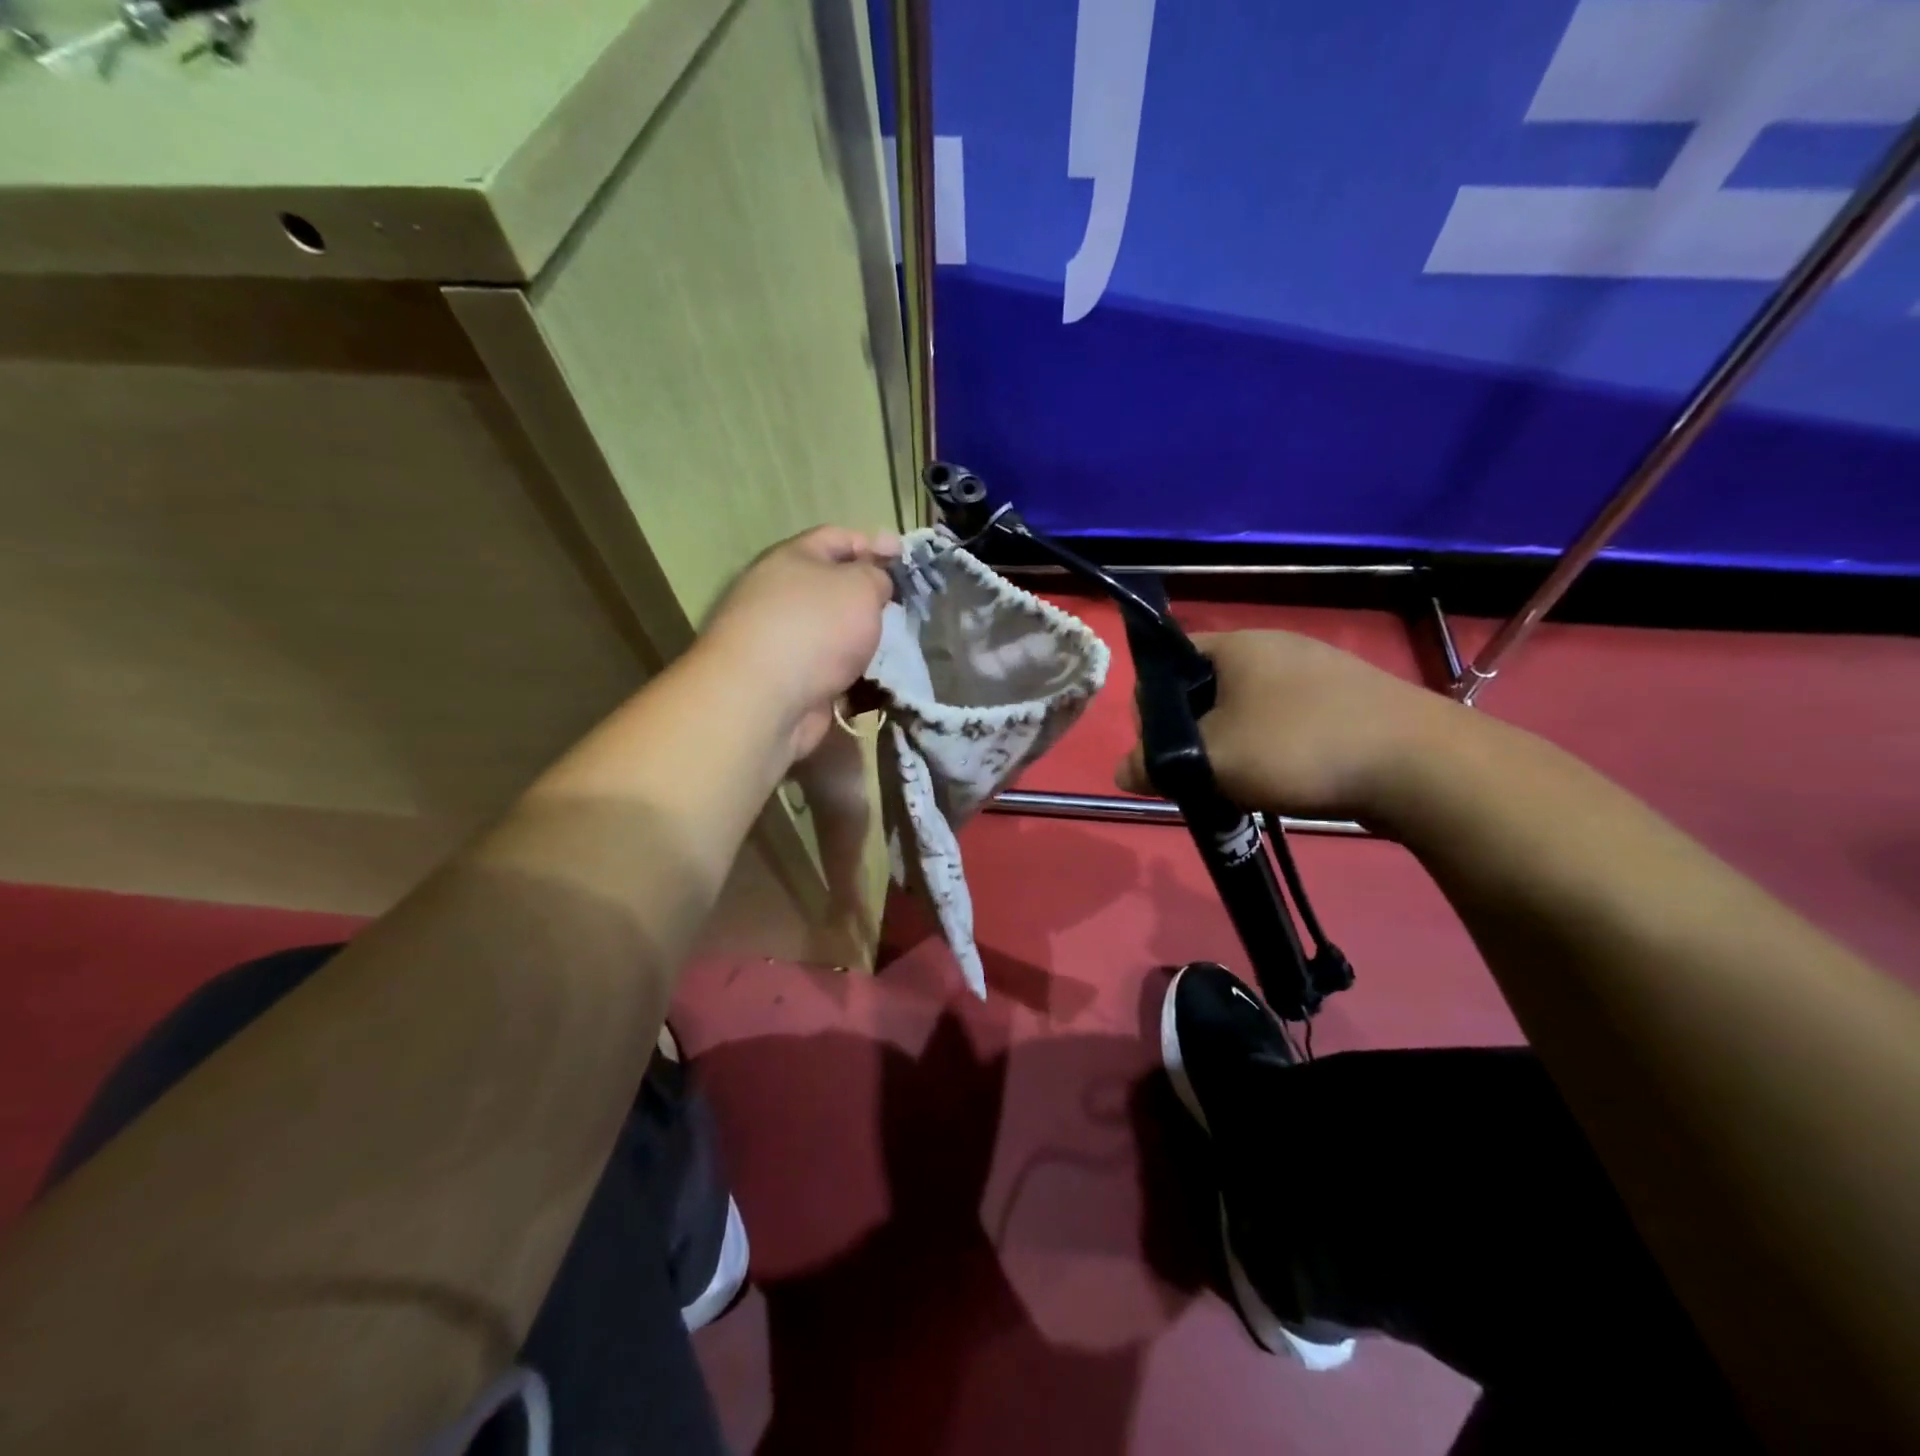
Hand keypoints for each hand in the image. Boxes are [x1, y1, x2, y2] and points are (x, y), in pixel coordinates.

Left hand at [699, 525, 900, 760]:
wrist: (765, 699)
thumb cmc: (815, 628)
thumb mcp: (860, 586)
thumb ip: (876, 575)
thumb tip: (875, 583)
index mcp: (792, 559)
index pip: (836, 538)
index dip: (873, 543)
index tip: (904, 559)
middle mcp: (780, 595)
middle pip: (833, 588)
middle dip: (869, 599)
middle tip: (903, 609)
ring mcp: (781, 640)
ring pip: (834, 633)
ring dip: (863, 641)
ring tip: (896, 649)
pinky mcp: (787, 680)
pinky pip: (829, 670)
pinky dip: (852, 675)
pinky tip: (877, 682)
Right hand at [1115, 630, 1460, 826]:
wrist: (1422, 767)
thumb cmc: (1299, 748)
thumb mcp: (1212, 760)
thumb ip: (1157, 764)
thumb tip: (1121, 770)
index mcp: (1238, 644)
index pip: (1170, 660)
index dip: (1154, 704)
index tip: (1163, 747)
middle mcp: (1276, 647)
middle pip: (1209, 688)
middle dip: (1196, 732)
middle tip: (1200, 774)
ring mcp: (1318, 672)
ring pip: (1249, 709)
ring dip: (1235, 745)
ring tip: (1243, 785)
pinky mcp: (1350, 702)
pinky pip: (1289, 722)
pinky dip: (1275, 750)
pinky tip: (1286, 781)